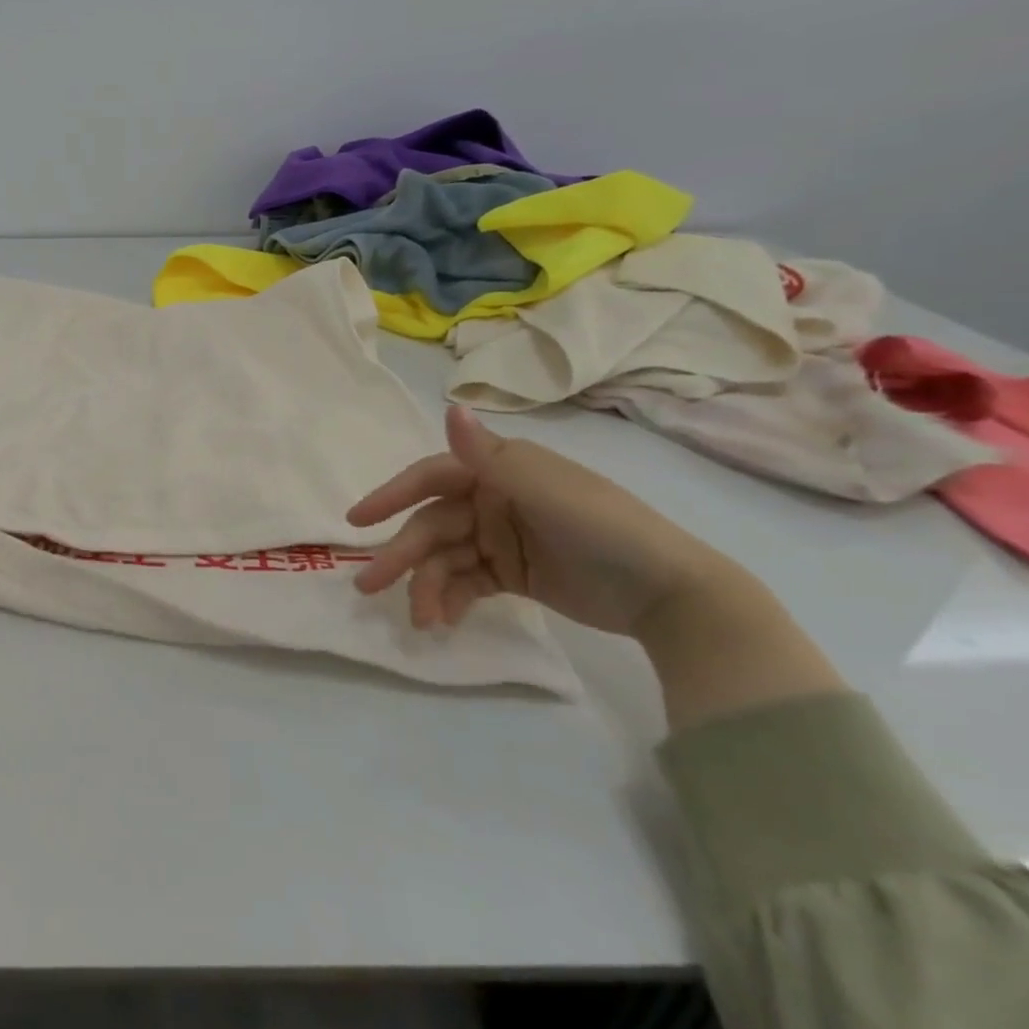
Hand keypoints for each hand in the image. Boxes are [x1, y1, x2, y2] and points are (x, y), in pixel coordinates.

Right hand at [347, 404, 743, 636]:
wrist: (671, 594)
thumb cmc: (605, 528)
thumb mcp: (546, 489)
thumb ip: (490, 456)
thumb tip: (449, 408)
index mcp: (497, 471)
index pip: (430, 478)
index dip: (391, 495)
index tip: (357, 521)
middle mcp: (492, 499)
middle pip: (432, 525)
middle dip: (401, 555)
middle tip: (368, 587)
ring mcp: (500, 538)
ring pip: (444, 558)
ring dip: (426, 585)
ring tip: (420, 620)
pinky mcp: (512, 574)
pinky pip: (467, 582)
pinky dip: (451, 598)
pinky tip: (443, 620)